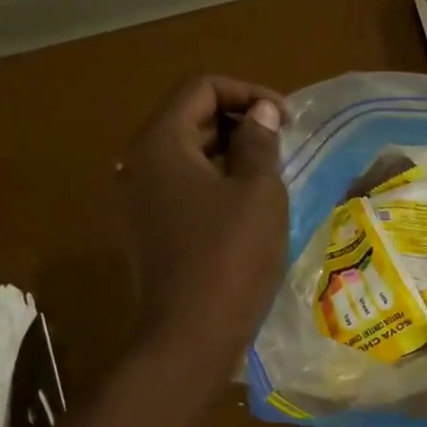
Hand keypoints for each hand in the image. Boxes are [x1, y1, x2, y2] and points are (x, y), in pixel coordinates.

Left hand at [121, 75, 287, 371]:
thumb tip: (261, 113)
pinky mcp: (151, 232)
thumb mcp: (258, 194)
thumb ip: (260, 143)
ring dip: (231, 156)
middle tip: (283, 145)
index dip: (247, 92)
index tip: (286, 119)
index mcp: (160, 144)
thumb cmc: (230, 259)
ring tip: (273, 175)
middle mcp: (140, 164)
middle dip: (240, 122)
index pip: (200, 88)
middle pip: (190, 119)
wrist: (190, 337)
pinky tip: (249, 209)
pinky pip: (185, 190)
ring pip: (189, 157)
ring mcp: (141, 202)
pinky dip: (218, 185)